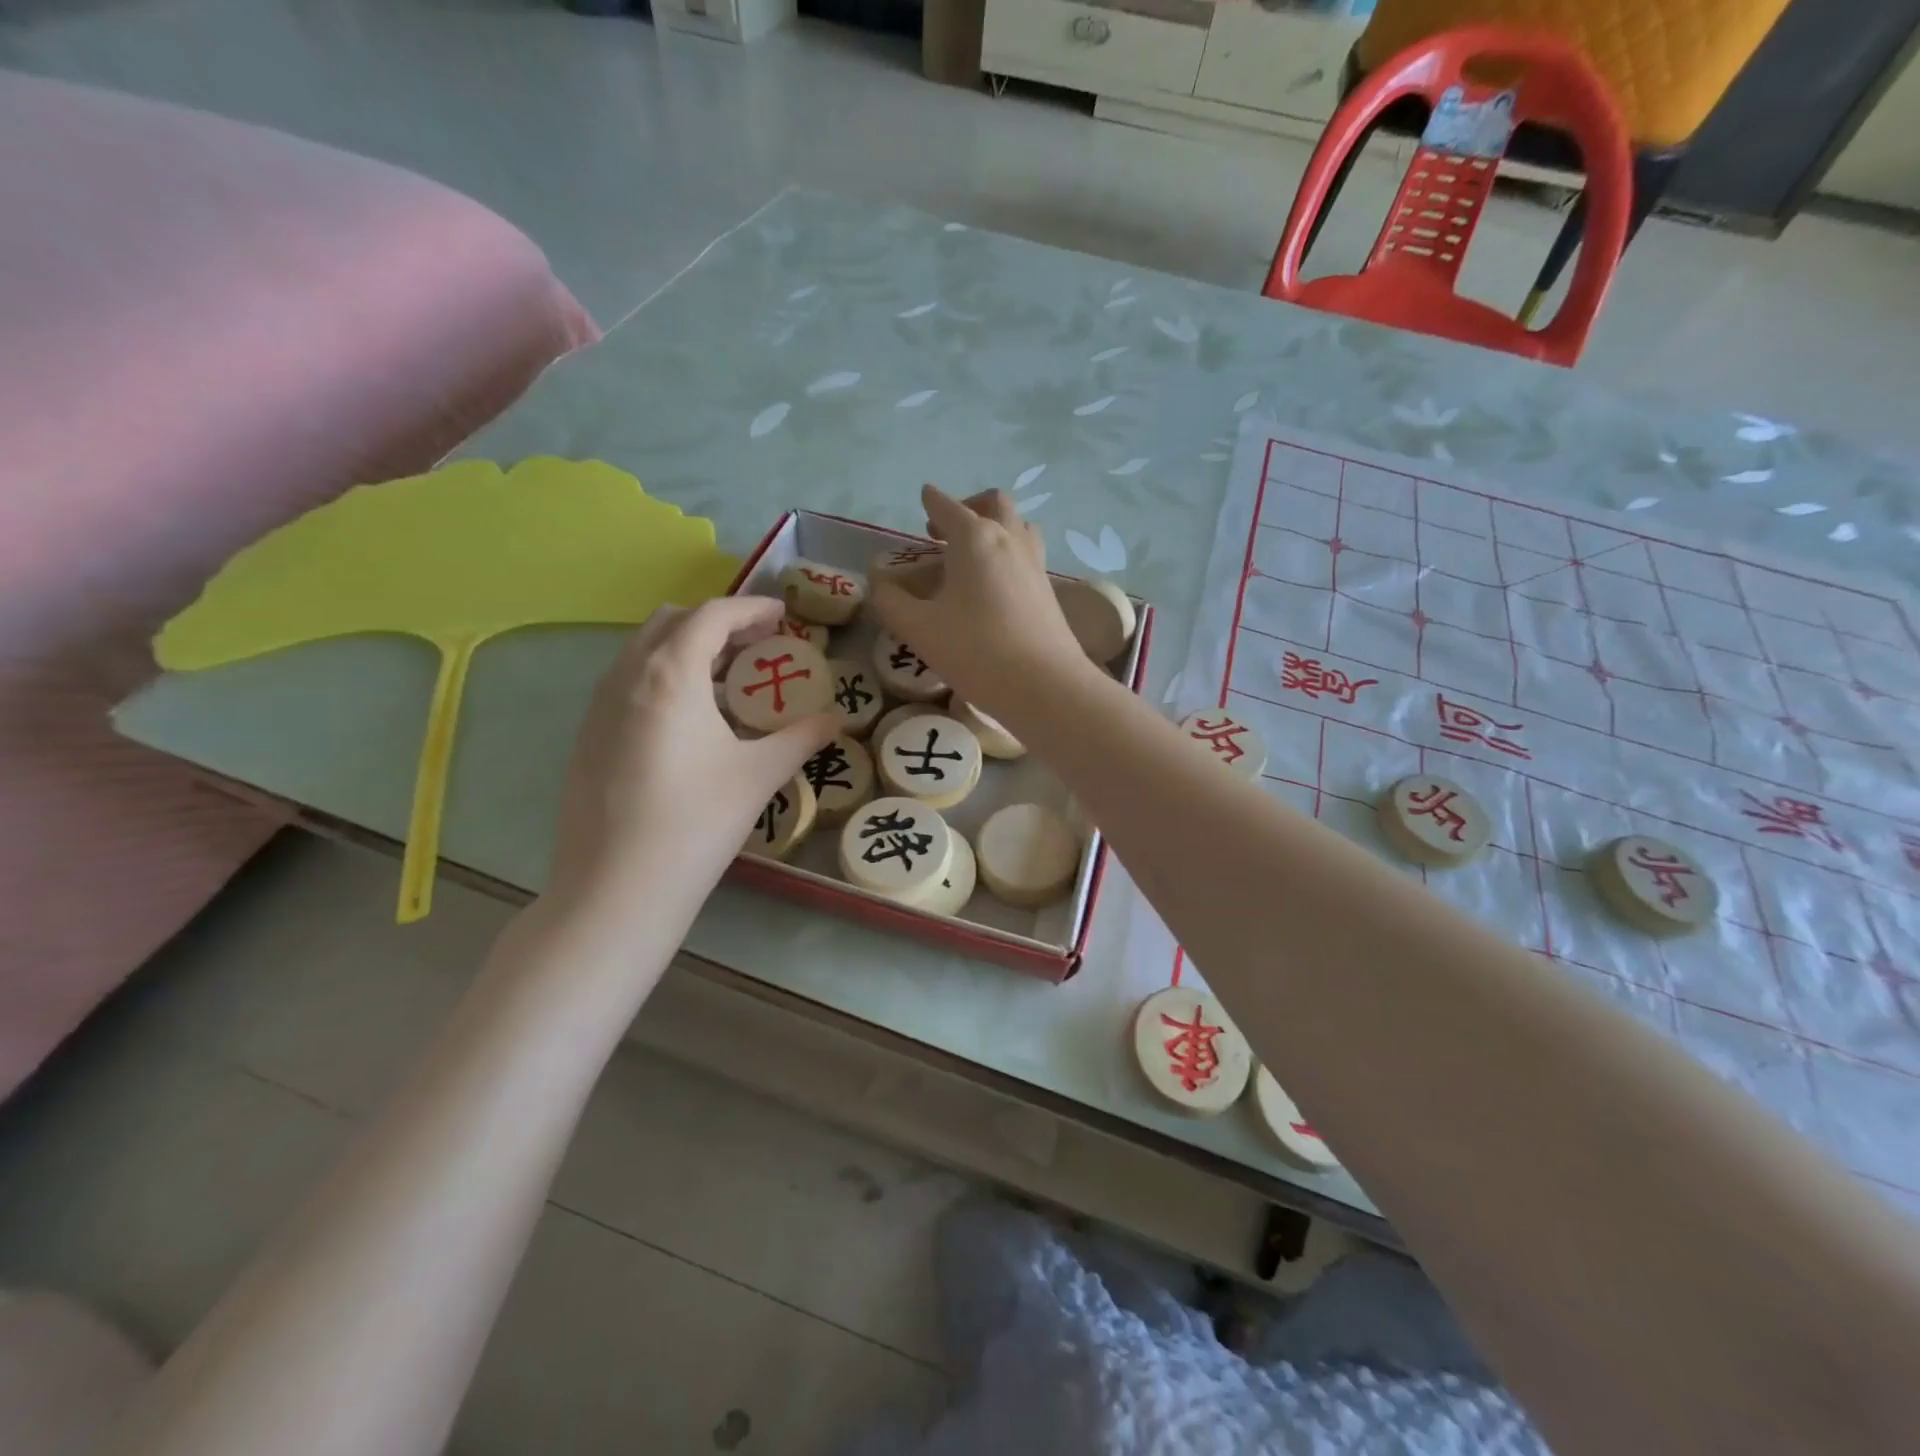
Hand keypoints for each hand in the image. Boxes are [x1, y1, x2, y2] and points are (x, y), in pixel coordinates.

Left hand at [548, 597, 835, 912]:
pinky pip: (628, 682)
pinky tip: (690, 721)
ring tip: (728, 680)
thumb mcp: (759, 775)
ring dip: (687, 649)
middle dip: (717, 623)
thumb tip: (836, 719)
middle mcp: (626, 676)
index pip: (712, 615)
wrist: (617, 889)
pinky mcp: (589, 736)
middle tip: (758, 646)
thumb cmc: (697, 822)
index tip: (783, 615)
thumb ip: (802, 738)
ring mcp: (599, 706)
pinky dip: (663, 677)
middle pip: (671, 621)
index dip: (751, 607)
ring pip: (643, 651)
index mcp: (670, 673)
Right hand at [869, 486, 1088, 722]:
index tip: (924, 497)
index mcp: (974, 538)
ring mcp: (1034, 563)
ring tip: (973, 553)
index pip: (948, 507)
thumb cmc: (976, 651)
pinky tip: (994, 583)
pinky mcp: (1048, 590)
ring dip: (995, 527)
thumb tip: (879, 584)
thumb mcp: (919, 629)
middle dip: (968, 506)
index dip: (932, 501)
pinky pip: (1027, 554)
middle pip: (994, 503)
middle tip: (944, 532)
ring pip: (1018, 526)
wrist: (1044, 685)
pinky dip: (1008, 553)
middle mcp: (1009, 539)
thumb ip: (891, 602)